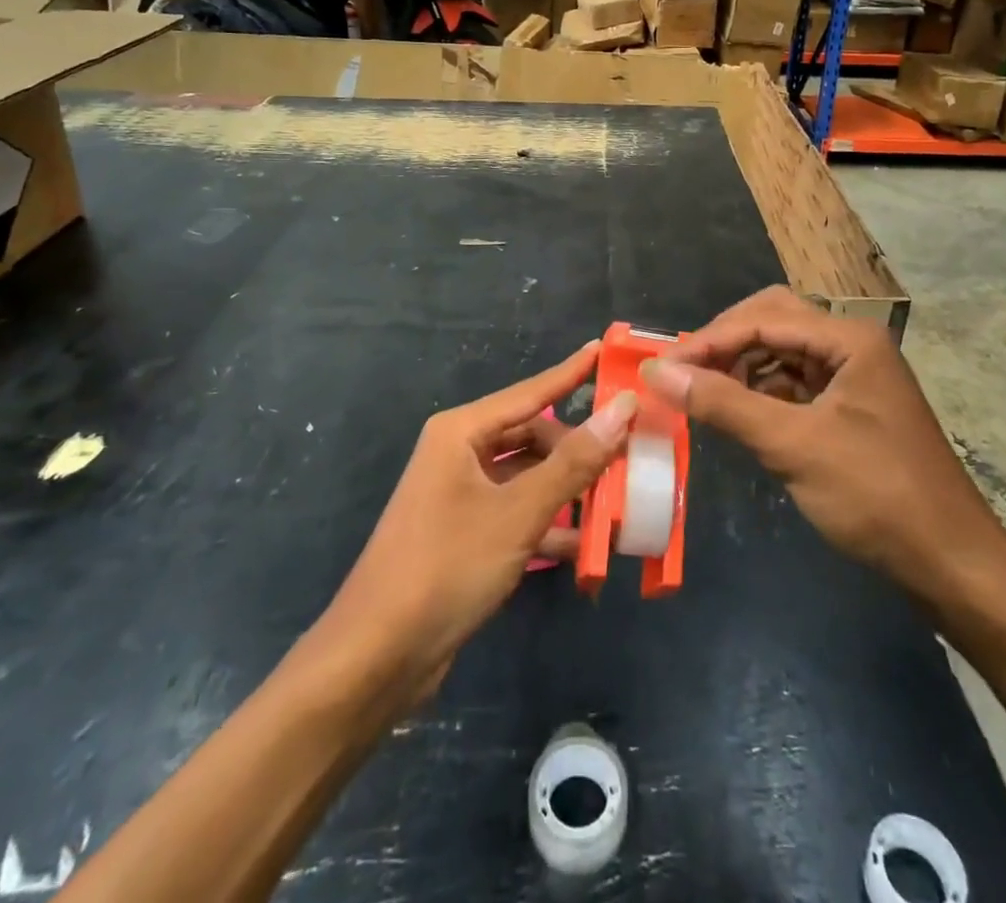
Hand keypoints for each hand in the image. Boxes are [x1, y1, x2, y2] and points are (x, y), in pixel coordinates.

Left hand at [325, 343, 635, 698]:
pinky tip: (585, 545)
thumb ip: (574, 462)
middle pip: (532, 436)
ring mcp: (461, 495)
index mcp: (462, 432)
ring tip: (618, 499)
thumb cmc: (446, 567)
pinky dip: (549, 523)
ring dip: (568, 490)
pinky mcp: (466, 534)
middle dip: (578, 447)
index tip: (605, 349)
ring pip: (528, 477)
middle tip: (628, 453)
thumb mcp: (518, 513)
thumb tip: (622, 407)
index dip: (571, 372)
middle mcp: (460, 454)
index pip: (530, 392)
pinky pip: (518, 513)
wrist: (377, 657)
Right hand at [642, 287, 1005, 605]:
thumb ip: (723, 403)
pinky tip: (737, 411)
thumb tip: (657, 373)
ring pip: (782, 351)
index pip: (763, 318)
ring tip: (701, 394)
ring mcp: (853, 374)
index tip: (661, 368)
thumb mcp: (793, 446)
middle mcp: (851, 344)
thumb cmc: (876, 496)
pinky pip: (794, 382)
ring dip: (740, 367)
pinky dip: (761, 391)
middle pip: (773, 321)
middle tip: (682, 373)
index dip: (708, 340)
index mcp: (849, 338)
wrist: (951, 563)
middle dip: (724, 343)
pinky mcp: (849, 405)